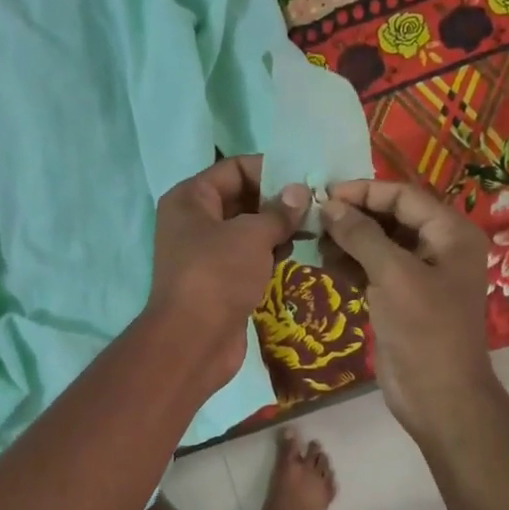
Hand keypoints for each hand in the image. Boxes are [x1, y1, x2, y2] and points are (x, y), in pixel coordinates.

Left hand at [147, 155, 308, 395]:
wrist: (193, 341)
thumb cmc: (218, 275)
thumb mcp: (251, 235)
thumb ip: (278, 211)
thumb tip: (300, 192)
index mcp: (190, 198)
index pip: (234, 168)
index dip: (270, 169)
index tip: (306, 178)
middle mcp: (194, 221)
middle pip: (241, 198)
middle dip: (278, 200)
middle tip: (318, 204)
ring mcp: (205, 253)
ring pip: (247, 229)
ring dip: (277, 228)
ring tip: (314, 228)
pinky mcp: (220, 280)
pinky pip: (248, 256)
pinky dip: (269, 253)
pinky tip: (295, 253)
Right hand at [319, 179, 496, 438]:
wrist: (438, 395)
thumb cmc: (424, 329)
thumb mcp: (393, 275)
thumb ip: (361, 235)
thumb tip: (329, 206)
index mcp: (451, 234)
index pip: (404, 197)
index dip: (364, 192)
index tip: (324, 194)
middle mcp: (439, 248)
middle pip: (391, 218)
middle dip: (353, 217)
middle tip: (313, 218)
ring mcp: (419, 275)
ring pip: (378, 244)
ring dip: (347, 241)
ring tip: (314, 241)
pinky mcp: (401, 299)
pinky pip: (373, 270)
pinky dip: (350, 265)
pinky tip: (324, 264)